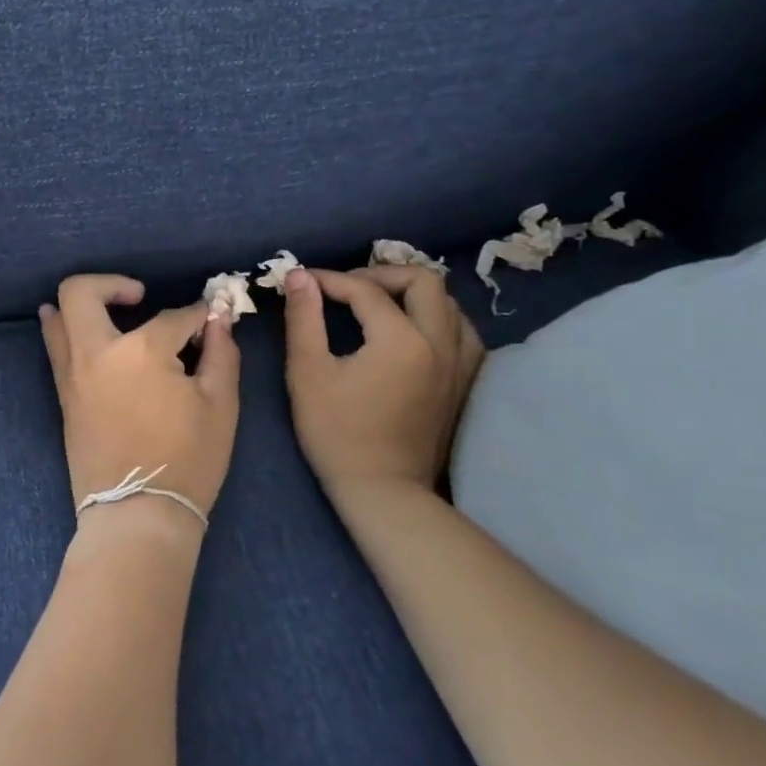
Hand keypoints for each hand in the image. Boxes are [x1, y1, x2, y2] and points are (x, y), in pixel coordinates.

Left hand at [39, 275, 241, 521]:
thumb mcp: (221, 405)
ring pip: (58, 317)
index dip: (199, 317)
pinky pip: (56, 349)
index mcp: (142, 350)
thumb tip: (219, 321)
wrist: (137, 515)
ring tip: (108, 308)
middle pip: (81, 292)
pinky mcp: (64, 395)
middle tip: (139, 296)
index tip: (211, 320)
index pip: (174, 318)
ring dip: (81, 304)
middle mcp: (98, 352)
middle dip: (111, 283)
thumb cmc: (188, 460)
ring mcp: (73, 374)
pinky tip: (78, 331)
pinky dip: (63, 330)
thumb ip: (222, 354)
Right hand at [280, 265, 483, 492]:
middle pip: (423, 280)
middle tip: (348, 288)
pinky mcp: (466, 383)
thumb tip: (300, 275)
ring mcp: (461, 364)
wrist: (382, 490)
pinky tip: (412, 332)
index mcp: (401, 340)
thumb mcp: (307, 371)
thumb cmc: (337, 432)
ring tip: (380, 305)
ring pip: (449, 304)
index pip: (366, 289)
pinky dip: (437, 319)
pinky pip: (462, 332)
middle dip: (381, 274)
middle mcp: (441, 343)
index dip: (331, 280)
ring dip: (413, 294)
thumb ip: (304, 317)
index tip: (305, 282)